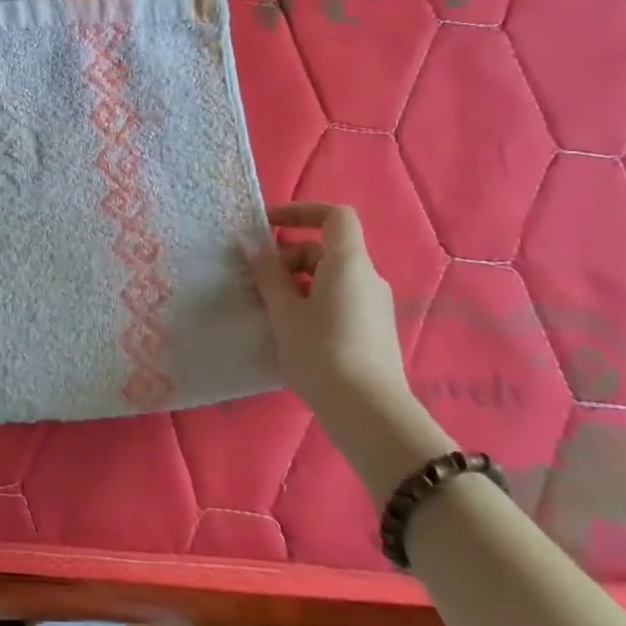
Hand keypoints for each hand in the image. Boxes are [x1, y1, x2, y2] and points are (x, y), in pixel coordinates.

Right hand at [249, 202, 450, 497]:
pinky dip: (311, 301)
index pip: (334, 216)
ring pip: (330, 277)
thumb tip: (252, 244)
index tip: (268, 227)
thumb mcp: (284, 311)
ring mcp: (373, 305)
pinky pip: (338, 299)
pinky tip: (291, 330)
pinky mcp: (373, 329)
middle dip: (287, 256)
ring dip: (296, 282)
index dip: (301, 212)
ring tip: (268, 308)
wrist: (369, 413)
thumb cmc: (321, 353)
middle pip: (325, 249)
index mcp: (348, 263)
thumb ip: (267, 273)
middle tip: (256, 281)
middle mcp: (367, 277)